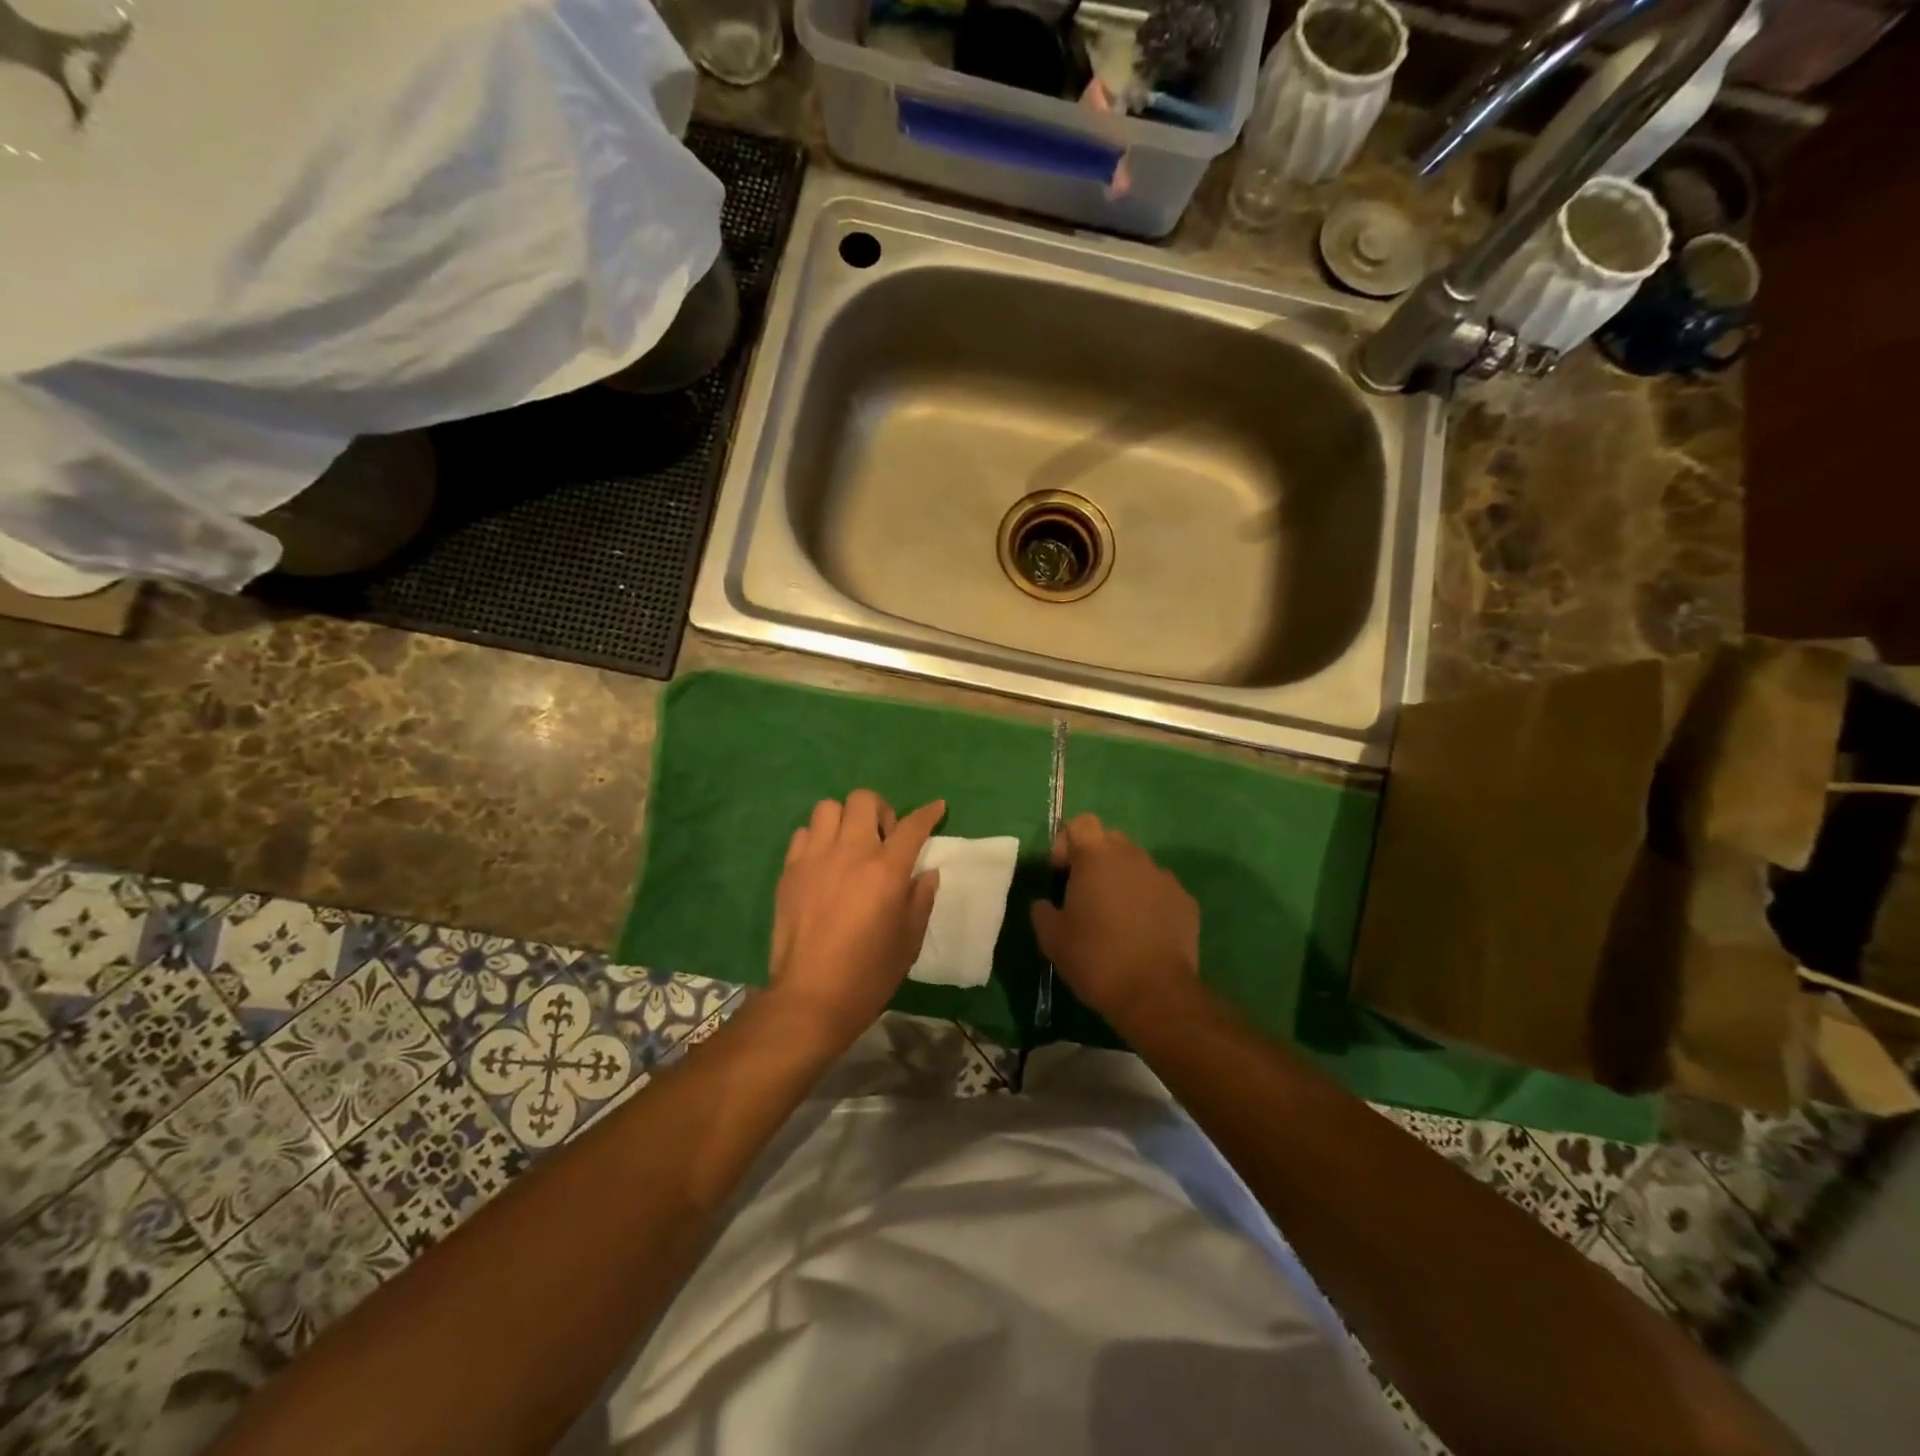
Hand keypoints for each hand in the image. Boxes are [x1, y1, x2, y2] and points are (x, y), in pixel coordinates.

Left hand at [768, 791, 944, 1052]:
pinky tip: (823, 862)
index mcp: (886, 871)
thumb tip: (926, 873)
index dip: (929, 813)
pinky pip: (803, 833)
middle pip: (865, 800)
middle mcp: (851, 853)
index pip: (912, 826)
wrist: (811, 997)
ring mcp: (815, 858)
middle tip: (884, 839)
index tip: (937, 807)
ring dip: (845, 819)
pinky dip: (817, 838)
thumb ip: (921, 899)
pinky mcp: (790, 870)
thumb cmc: (869, 974)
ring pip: (828, 808)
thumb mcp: (909, 940)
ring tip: (850, 845)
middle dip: (881, 810)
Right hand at [1030, 813, 1199, 1025]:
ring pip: (1137, 865)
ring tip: (1116, 917)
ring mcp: (1163, 877)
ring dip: (1123, 880)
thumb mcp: (1052, 938)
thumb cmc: (1095, 958)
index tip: (1062, 874)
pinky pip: (1160, 890)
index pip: (1081, 823)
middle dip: (1096, 859)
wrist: (1155, 993)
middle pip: (1110, 840)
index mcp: (1096, 857)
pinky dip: (1148, 902)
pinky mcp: (1186, 901)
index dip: (1067, 842)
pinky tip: (1143, 933)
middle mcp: (1132, 857)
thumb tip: (1045, 904)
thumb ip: (1043, 911)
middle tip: (1086, 894)